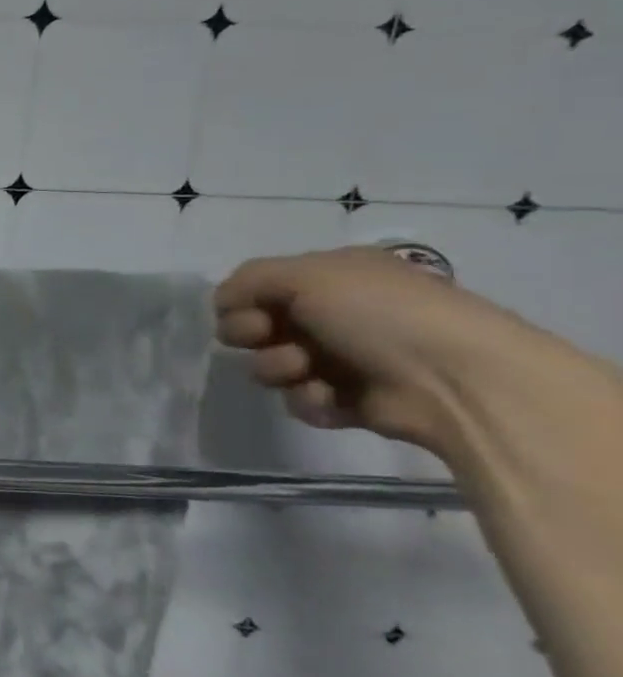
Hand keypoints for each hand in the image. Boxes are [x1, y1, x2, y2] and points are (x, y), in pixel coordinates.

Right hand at [214, 246, 537, 451]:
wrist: (455, 380)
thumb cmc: (380, 313)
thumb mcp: (306, 275)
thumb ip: (248, 279)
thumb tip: (222, 302)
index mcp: (330, 278)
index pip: (256, 287)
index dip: (240, 300)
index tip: (249, 309)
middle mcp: (333, 315)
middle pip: (254, 327)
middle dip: (251, 334)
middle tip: (269, 337)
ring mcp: (340, 360)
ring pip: (270, 366)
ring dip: (278, 368)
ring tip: (308, 372)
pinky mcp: (346, 402)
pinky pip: (299, 401)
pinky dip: (309, 399)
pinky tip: (332, 398)